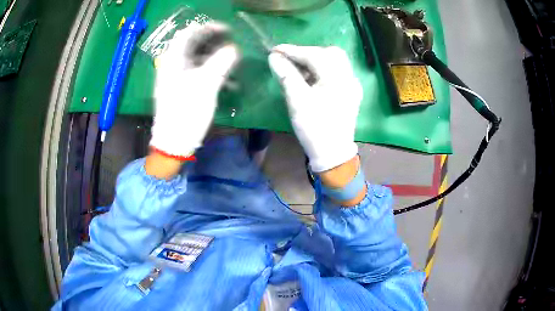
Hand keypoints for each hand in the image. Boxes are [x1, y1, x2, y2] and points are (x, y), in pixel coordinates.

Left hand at [150, 22, 238, 159]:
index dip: (208, 28)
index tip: (227, 30)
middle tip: (232, 43)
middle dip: (214, 42)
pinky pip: (197, 73)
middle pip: (193, 45)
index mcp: (173, 60)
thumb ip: (221, 62)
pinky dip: (211, 72)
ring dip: (215, 58)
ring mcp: (176, 78)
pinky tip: (227, 81)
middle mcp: (172, 65)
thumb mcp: (206, 85)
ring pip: (197, 59)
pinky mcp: (181, 89)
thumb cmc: (186, 112)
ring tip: (233, 62)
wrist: (173, 143)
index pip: (188, 33)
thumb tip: (233, 49)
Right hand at [268, 44, 362, 172]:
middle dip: (307, 52)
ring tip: (297, 68)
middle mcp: (349, 77)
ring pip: (334, 62)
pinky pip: (337, 72)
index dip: (293, 50)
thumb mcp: (297, 100)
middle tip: (289, 59)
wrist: (332, 154)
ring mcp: (352, 85)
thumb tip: (273, 57)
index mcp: (338, 78)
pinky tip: (311, 78)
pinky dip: (322, 70)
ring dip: (315, 60)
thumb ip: (286, 74)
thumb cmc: (314, 127)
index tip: (274, 49)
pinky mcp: (351, 92)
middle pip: (329, 53)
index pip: (314, 55)